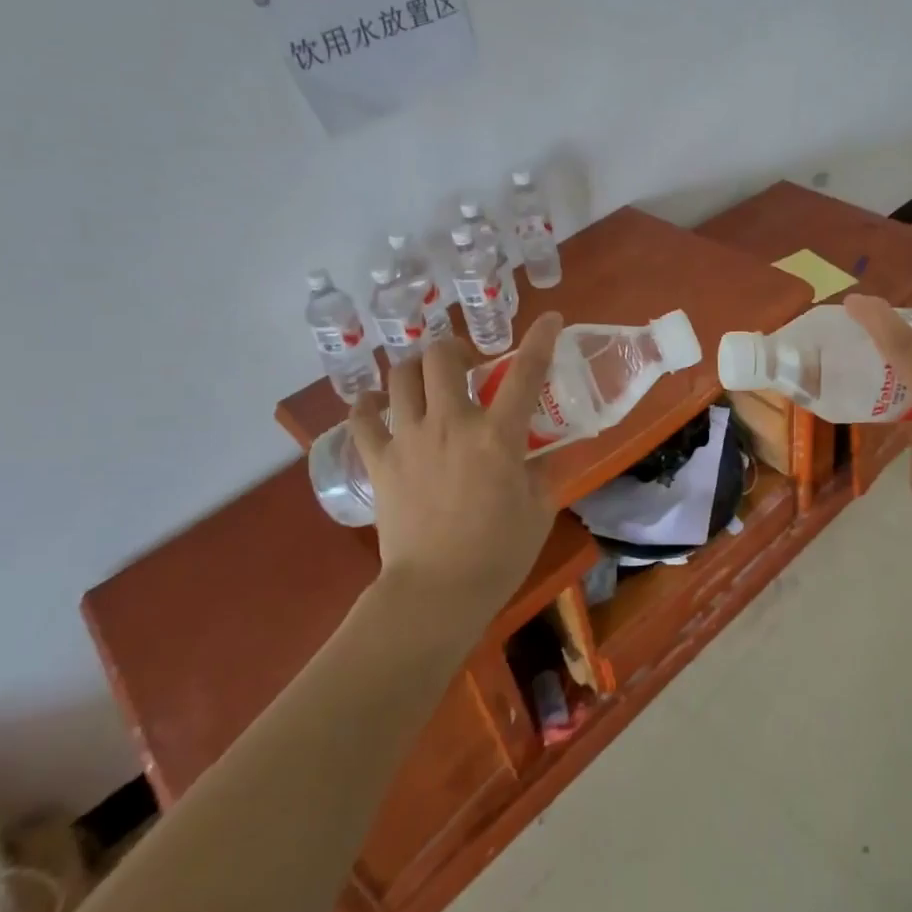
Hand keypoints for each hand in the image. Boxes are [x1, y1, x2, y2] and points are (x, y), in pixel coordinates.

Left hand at [348, 314, 562, 626]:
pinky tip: (376, 406)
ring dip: (415, 369)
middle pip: (442, 356)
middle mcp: (450, 424)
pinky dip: (368, 405)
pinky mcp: (379, 461)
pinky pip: (362, 419)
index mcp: (497, 436)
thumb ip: (542, 471)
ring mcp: (408, 439)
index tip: (550, 319)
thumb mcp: (538, 509)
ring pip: (400, 376)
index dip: (541, 338)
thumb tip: (542, 451)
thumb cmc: (498, 554)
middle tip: (466, 364)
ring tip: (425, 381)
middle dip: (455, 347)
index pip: (526, 372)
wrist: (436, 592)